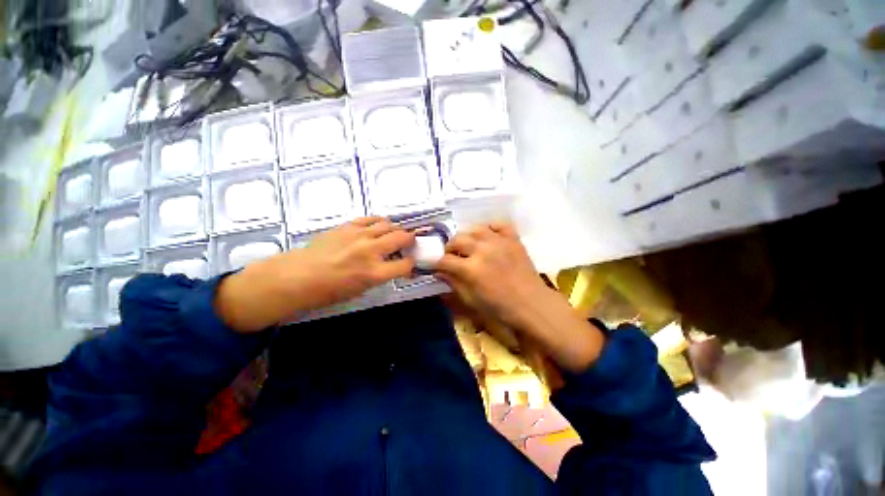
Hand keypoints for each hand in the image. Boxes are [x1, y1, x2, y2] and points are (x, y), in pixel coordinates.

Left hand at [216, 217, 414, 331]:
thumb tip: (391, 267)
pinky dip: (379, 222)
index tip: (410, 264)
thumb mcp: (360, 290)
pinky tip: (378, 226)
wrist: (297, 276)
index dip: (411, 264)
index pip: (405, 265)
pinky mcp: (348, 226)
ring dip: (396, 229)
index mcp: (374, 273)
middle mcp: (371, 251)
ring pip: (388, 224)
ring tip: (394, 233)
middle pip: (401, 238)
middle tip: (409, 243)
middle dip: (410, 240)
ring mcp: (359, 236)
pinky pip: (370, 219)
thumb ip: (380, 276)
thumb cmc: (328, 291)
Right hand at [435, 222, 603, 371]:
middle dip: (449, 248)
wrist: (532, 304)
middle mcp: (483, 250)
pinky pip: (499, 224)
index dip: (436, 263)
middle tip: (451, 256)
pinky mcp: (513, 239)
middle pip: (457, 240)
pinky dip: (490, 227)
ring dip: (467, 236)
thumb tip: (439, 272)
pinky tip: (487, 235)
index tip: (435, 266)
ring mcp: (499, 242)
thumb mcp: (471, 300)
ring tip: (468, 245)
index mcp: (471, 269)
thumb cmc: (500, 308)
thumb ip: (453, 283)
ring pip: (475, 229)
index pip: (445, 260)